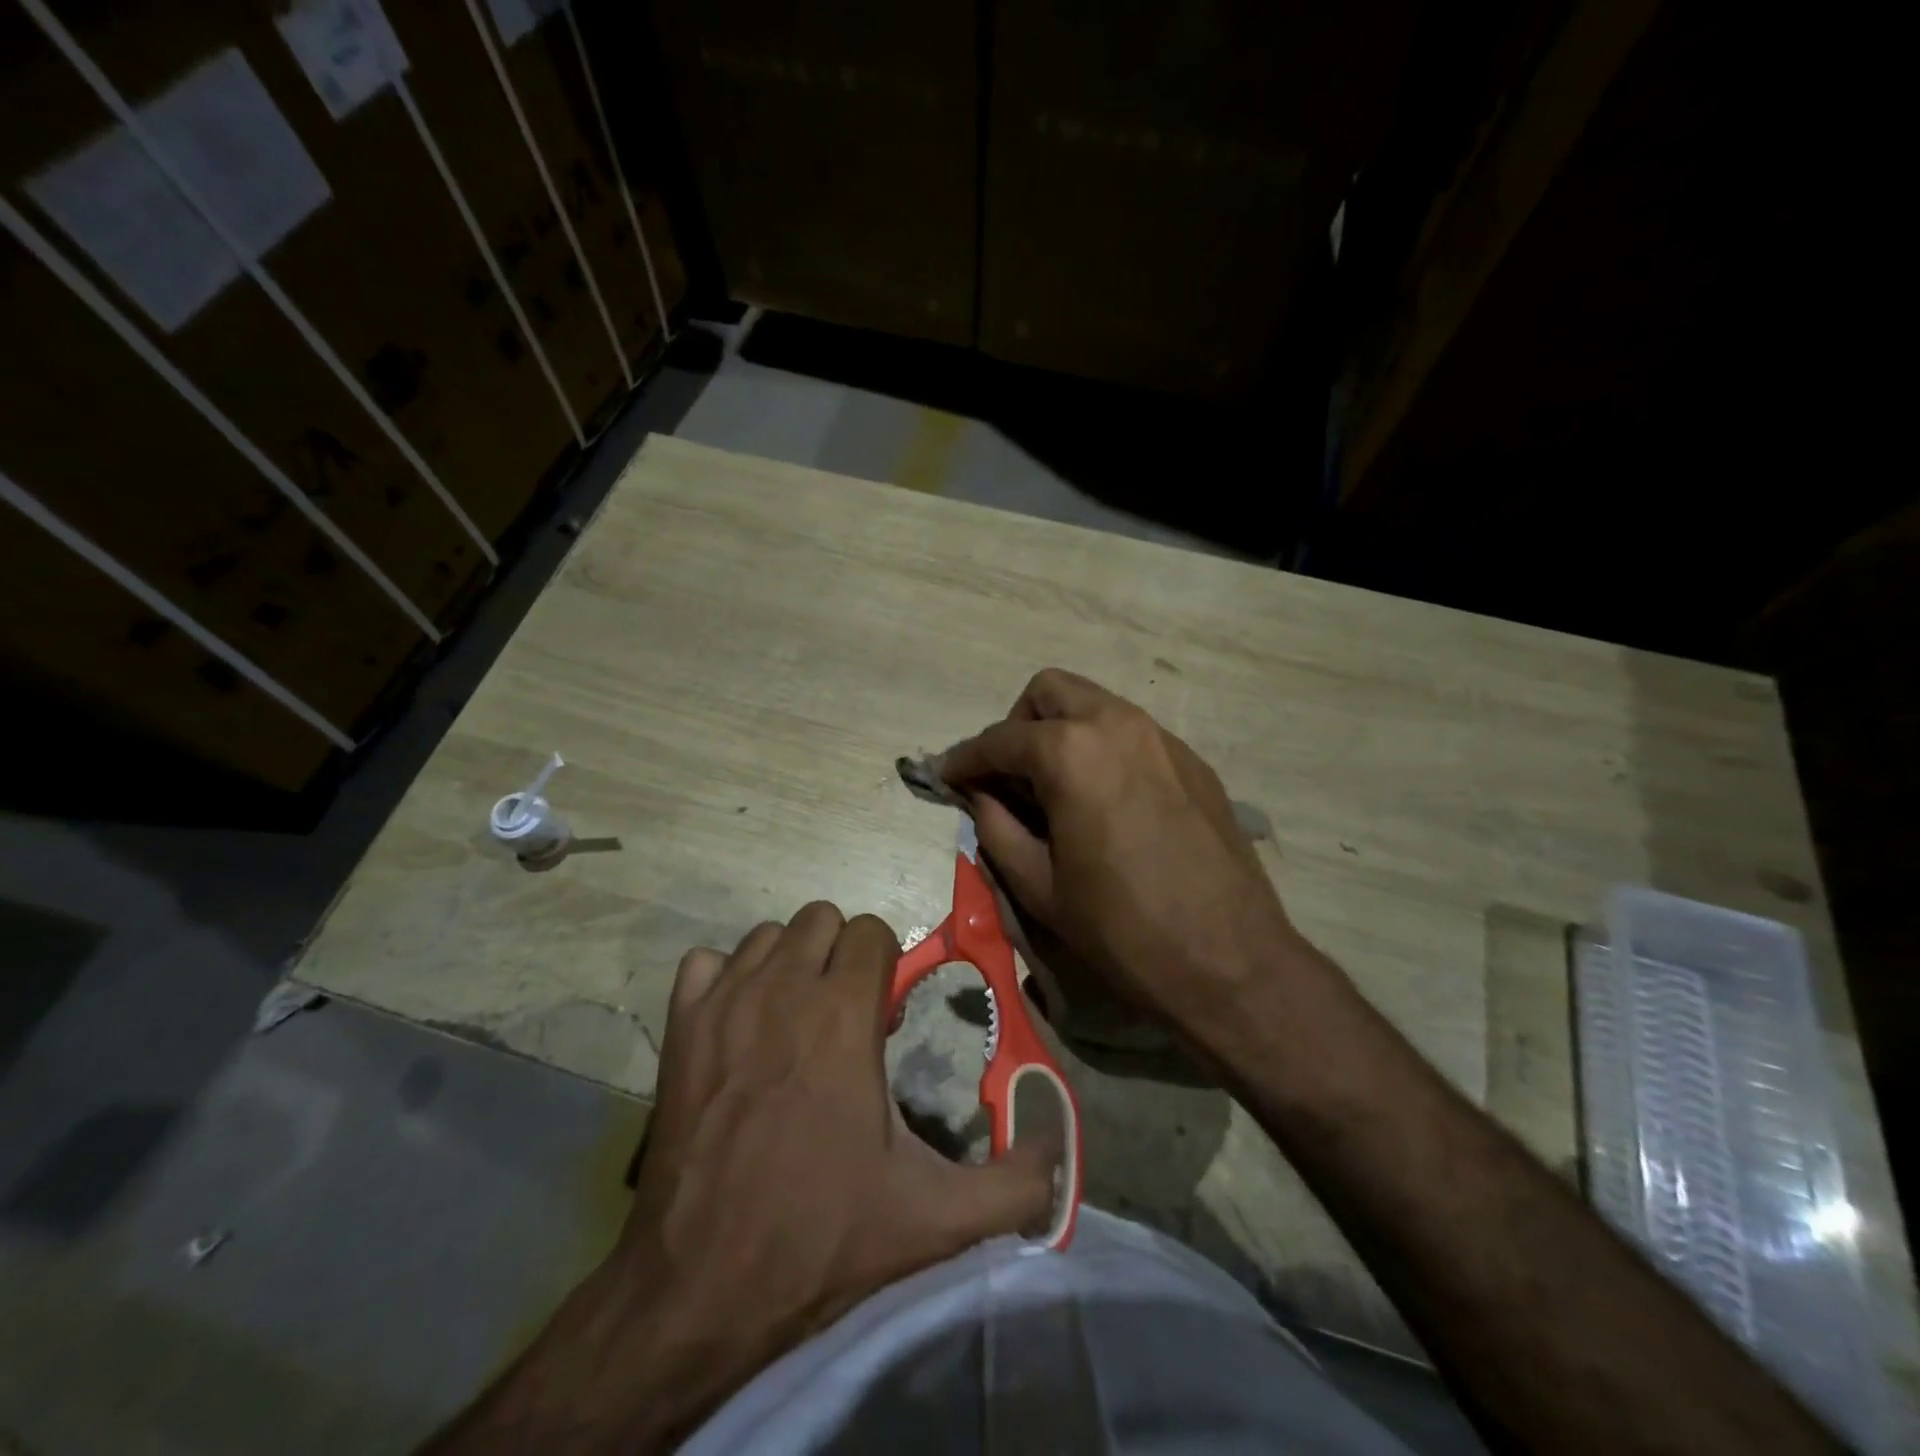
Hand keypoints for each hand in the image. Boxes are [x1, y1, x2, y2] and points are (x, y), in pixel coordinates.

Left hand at [425, 904, 1055, 1453]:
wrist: (699, 1289)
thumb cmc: (820, 1237)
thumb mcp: (934, 1219)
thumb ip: (1014, 1185)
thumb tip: (1058, 1154)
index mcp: (842, 1014)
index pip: (870, 929)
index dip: (886, 964)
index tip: (883, 1014)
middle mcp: (782, 988)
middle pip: (820, 918)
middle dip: (840, 954)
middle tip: (844, 1013)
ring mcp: (723, 1003)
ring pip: (766, 935)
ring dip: (789, 963)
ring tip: (795, 1018)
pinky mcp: (679, 1027)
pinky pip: (706, 963)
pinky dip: (727, 980)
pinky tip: (739, 1024)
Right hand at [941, 669, 1297, 1046]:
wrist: (1229, 960)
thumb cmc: (1121, 929)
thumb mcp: (1039, 885)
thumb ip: (996, 827)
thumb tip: (979, 795)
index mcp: (1071, 753)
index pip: (1000, 739)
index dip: (965, 758)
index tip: (946, 776)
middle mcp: (1117, 724)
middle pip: (1050, 692)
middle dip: (1018, 726)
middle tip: (1008, 776)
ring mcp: (1162, 738)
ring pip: (1095, 705)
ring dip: (1062, 732)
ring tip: (1054, 789)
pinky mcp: (1192, 762)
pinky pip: (1132, 734)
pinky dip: (1103, 749)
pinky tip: (1105, 802)